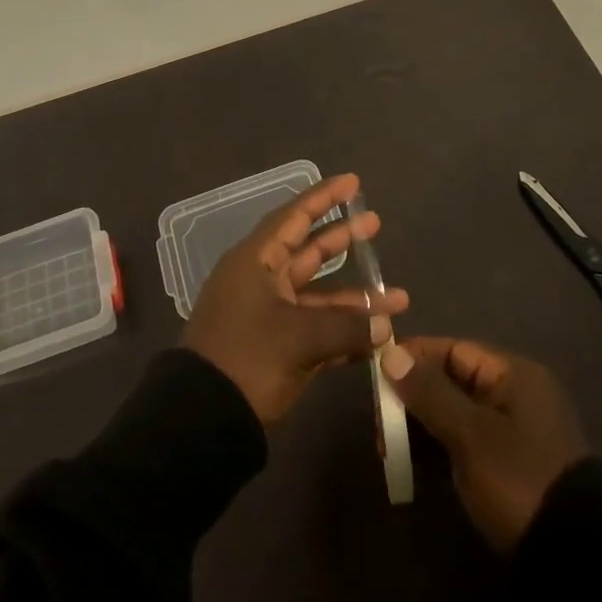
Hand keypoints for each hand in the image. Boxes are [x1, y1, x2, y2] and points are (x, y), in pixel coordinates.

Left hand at [183, 173, 410, 426]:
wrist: (203, 419)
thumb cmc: (247, 358)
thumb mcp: (299, 337)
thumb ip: (348, 327)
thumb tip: (386, 325)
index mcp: (255, 262)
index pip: (293, 218)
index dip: (324, 198)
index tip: (353, 183)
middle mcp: (262, 281)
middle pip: (308, 251)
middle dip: (342, 240)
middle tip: (375, 223)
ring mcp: (269, 316)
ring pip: (319, 296)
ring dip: (356, 300)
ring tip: (399, 298)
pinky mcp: (276, 349)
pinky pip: (316, 330)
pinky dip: (344, 333)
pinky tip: (378, 339)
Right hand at [383, 337, 586, 551]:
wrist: (575, 558)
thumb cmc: (519, 479)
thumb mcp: (470, 434)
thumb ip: (429, 392)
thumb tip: (391, 354)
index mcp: (513, 374)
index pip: (453, 350)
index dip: (414, 357)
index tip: (375, 373)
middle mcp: (514, 394)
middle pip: (451, 381)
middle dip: (412, 399)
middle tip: (379, 426)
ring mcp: (512, 432)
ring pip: (453, 415)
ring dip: (419, 427)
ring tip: (387, 451)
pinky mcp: (507, 466)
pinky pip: (463, 443)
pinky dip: (437, 450)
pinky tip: (409, 467)